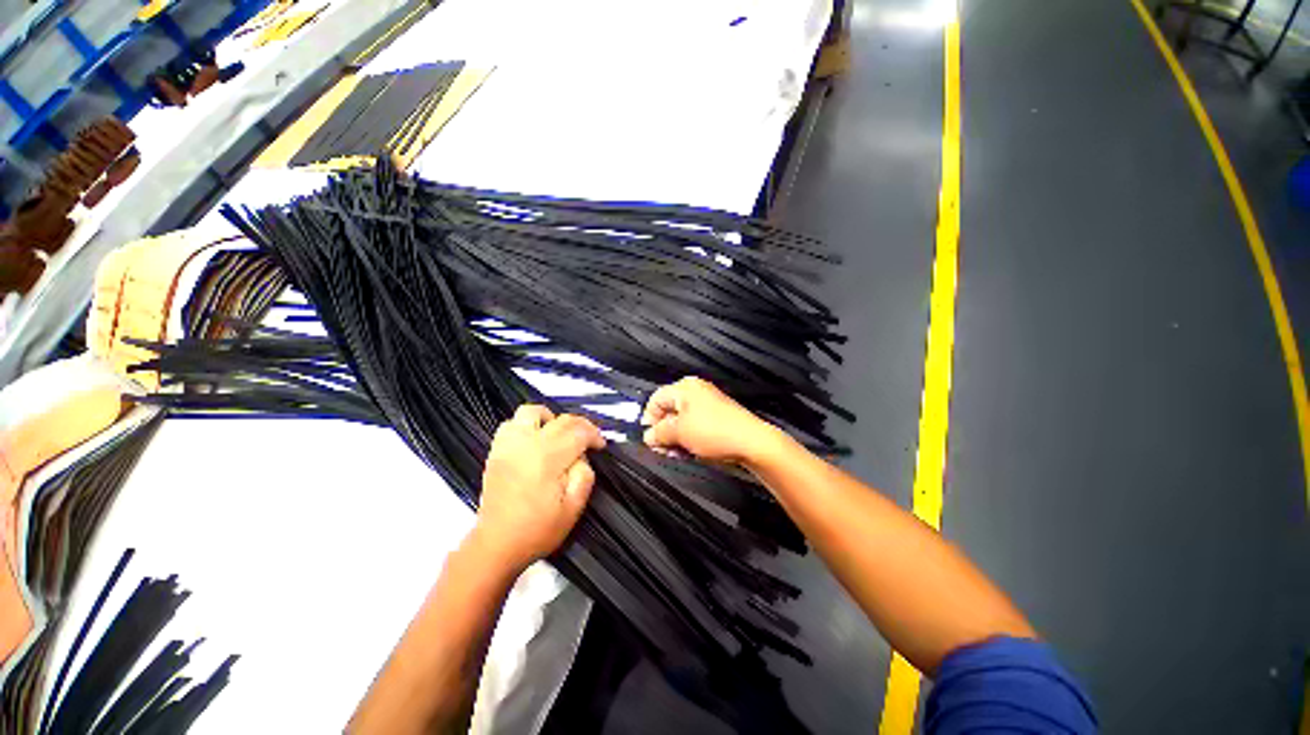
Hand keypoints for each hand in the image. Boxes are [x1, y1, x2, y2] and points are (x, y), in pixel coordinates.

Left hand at [475, 406, 604, 570]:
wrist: (496, 545)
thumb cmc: (537, 530)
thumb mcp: (573, 508)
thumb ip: (584, 475)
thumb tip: (582, 456)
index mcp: (548, 458)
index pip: (579, 431)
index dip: (594, 435)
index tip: (600, 446)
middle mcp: (528, 444)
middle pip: (561, 419)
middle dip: (580, 426)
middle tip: (587, 441)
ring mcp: (509, 445)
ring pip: (531, 412)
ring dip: (550, 418)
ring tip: (558, 434)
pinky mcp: (496, 451)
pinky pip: (511, 423)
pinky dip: (526, 425)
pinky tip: (534, 439)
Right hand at [641, 377, 780, 464]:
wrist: (750, 442)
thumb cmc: (713, 432)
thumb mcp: (678, 432)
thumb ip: (658, 433)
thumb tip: (648, 436)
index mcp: (684, 388)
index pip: (656, 399)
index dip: (649, 419)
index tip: (649, 438)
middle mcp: (695, 392)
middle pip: (668, 411)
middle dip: (662, 431)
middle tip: (662, 449)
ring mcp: (707, 405)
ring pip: (681, 421)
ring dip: (675, 438)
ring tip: (677, 453)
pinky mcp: (715, 418)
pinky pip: (694, 426)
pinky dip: (688, 438)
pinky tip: (689, 451)